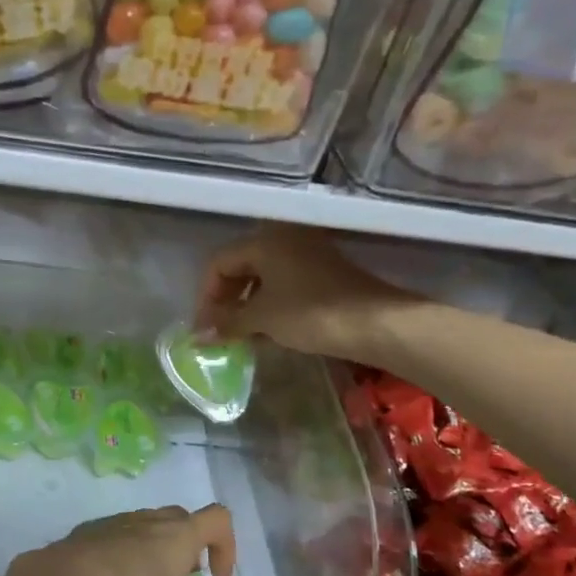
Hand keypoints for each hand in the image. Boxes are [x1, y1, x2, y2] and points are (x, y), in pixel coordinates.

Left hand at [4, 505, 235, 575]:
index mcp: (179, 534)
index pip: (218, 520)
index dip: (226, 546)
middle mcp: (152, 519)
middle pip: (181, 520)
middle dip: (187, 548)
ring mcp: (119, 521)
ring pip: (146, 526)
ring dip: (152, 551)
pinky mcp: (90, 530)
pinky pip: (115, 536)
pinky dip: (121, 556)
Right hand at [195, 224, 410, 358]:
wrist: (377, 323)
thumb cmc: (312, 313)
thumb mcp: (263, 318)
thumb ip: (227, 322)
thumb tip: (198, 336)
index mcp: (264, 241)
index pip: (219, 263)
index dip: (205, 297)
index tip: (203, 329)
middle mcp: (284, 239)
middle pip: (240, 267)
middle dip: (226, 301)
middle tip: (219, 332)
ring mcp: (307, 254)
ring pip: (263, 277)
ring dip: (247, 306)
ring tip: (240, 336)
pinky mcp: (324, 273)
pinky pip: (284, 284)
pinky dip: (270, 306)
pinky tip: (268, 332)